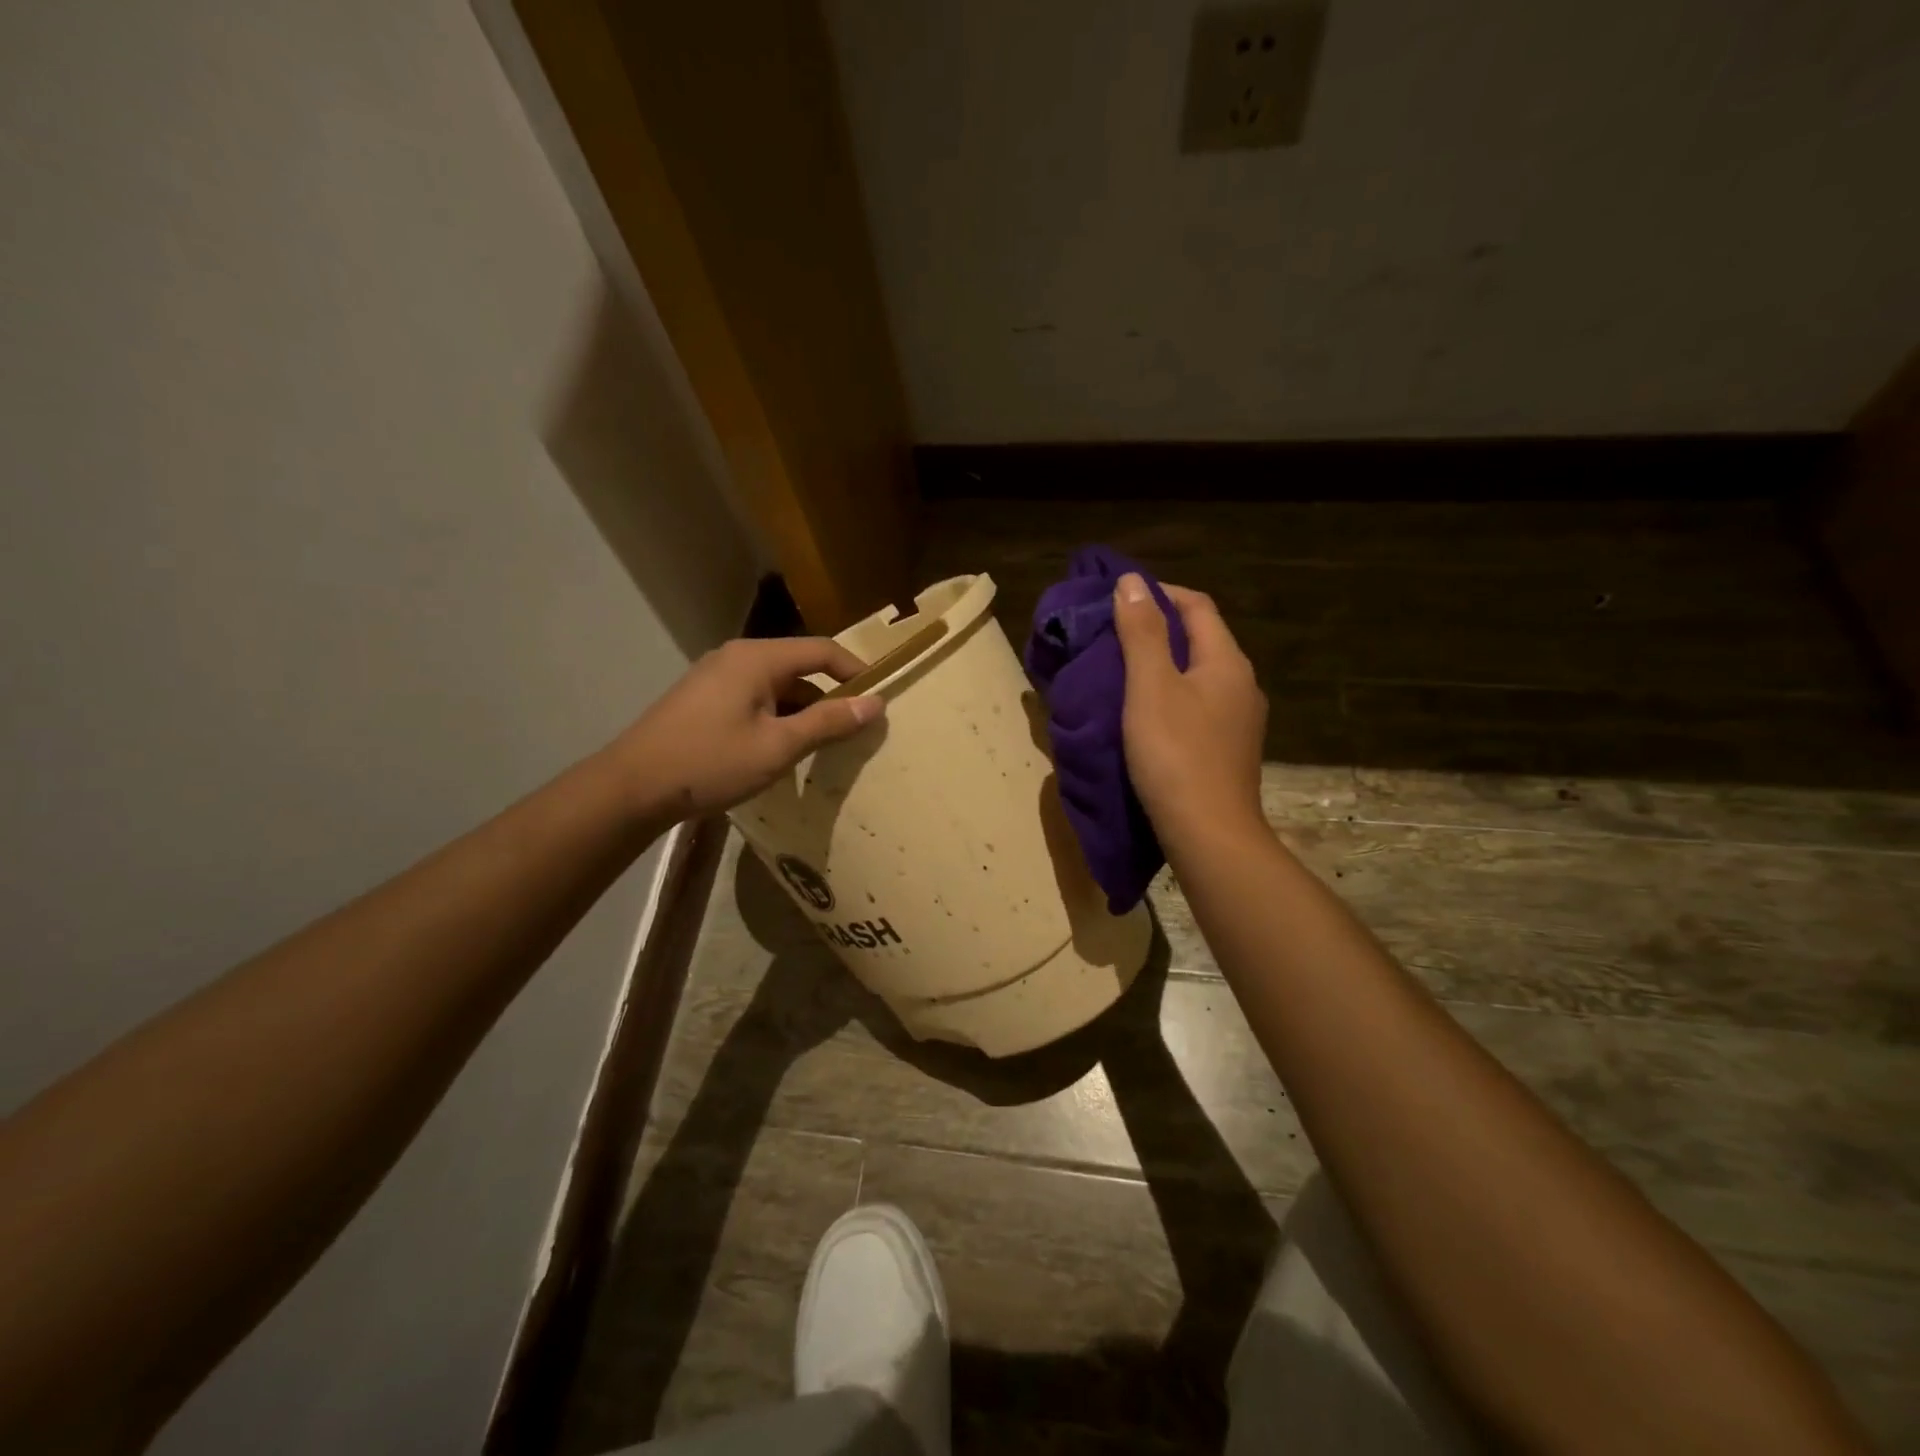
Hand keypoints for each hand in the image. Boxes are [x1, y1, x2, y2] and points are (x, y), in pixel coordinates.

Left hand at [610, 638, 882, 823]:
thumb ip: (829, 722)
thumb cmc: (711, 762)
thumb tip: (876, 703)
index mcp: (758, 658)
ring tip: (823, 744)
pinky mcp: (703, 698)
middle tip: (855, 728)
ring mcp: (716, 676)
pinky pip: (755, 697)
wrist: (633, 787)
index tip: (879, 700)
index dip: (856, 672)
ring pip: (776, 685)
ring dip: (803, 709)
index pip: (822, 650)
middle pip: (799, 666)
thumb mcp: (779, 746)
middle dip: (831, 695)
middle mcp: (737, 656)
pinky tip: (781, 748)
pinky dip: (777, 716)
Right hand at [1113, 575, 1266, 844]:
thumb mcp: (1150, 687)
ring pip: (1199, 676)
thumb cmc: (1175, 754)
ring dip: (1163, 666)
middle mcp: (1241, 685)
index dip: (1160, 593)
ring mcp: (1239, 721)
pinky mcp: (1228, 750)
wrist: (1209, 834)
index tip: (1119, 598)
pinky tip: (1144, 715)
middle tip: (1112, 634)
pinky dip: (1170, 698)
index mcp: (1226, 662)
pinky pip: (1198, 707)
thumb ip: (1141, 633)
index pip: (1197, 606)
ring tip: (1121, 672)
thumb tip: (1131, 581)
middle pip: (1201, 639)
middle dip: (1159, 629)